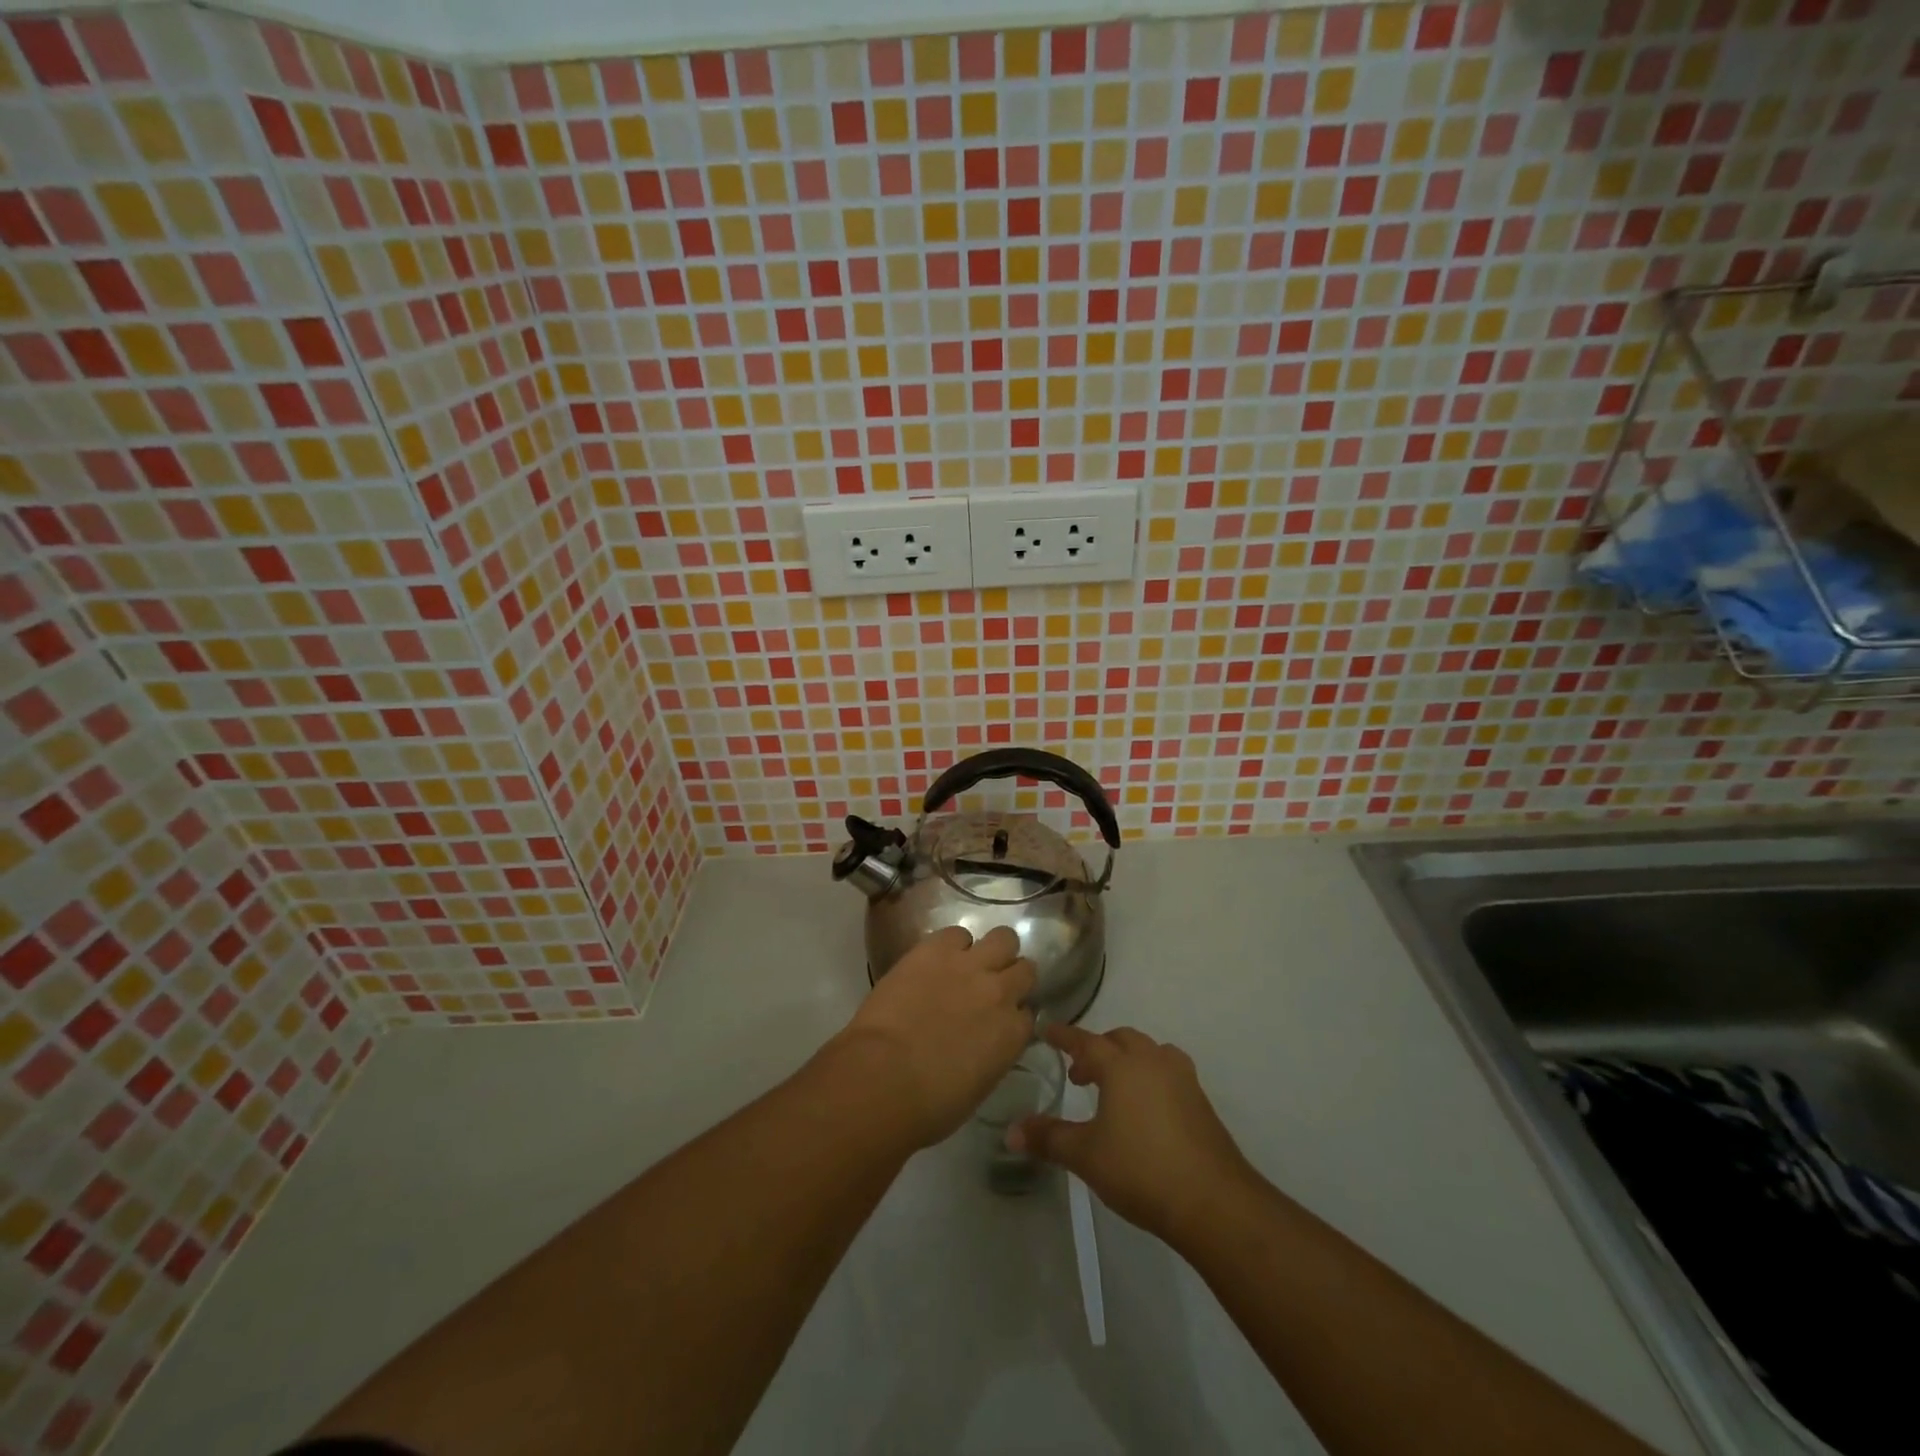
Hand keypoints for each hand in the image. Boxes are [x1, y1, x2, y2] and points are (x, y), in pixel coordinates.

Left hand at [829, 925, 1036, 1150]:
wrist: (884, 1077)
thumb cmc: (928, 1105)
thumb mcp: (977, 1087)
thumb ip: (992, 1055)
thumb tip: (984, 1043)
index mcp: (1013, 1034)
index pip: (1028, 1014)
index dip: (1013, 1015)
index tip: (999, 1020)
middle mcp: (1001, 993)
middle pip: (1025, 969)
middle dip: (1012, 976)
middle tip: (990, 986)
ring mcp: (970, 965)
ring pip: (1004, 938)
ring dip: (992, 950)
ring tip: (970, 962)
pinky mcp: (937, 948)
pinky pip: (956, 933)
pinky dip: (951, 944)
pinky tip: (937, 958)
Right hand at [1011, 1024, 1255, 1243]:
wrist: (1213, 1201)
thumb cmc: (1141, 1169)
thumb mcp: (1085, 1155)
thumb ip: (1048, 1138)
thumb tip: (1011, 1132)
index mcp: (1121, 1065)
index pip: (1085, 1040)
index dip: (1063, 1035)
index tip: (1046, 1030)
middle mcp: (1152, 1061)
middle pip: (1120, 1040)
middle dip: (1097, 1049)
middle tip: (1080, 1073)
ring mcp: (1182, 1079)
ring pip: (1149, 1052)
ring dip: (1128, 1060)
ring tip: (1115, 1088)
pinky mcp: (1200, 1102)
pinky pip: (1169, 1072)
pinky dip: (1150, 1077)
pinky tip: (1145, 1109)